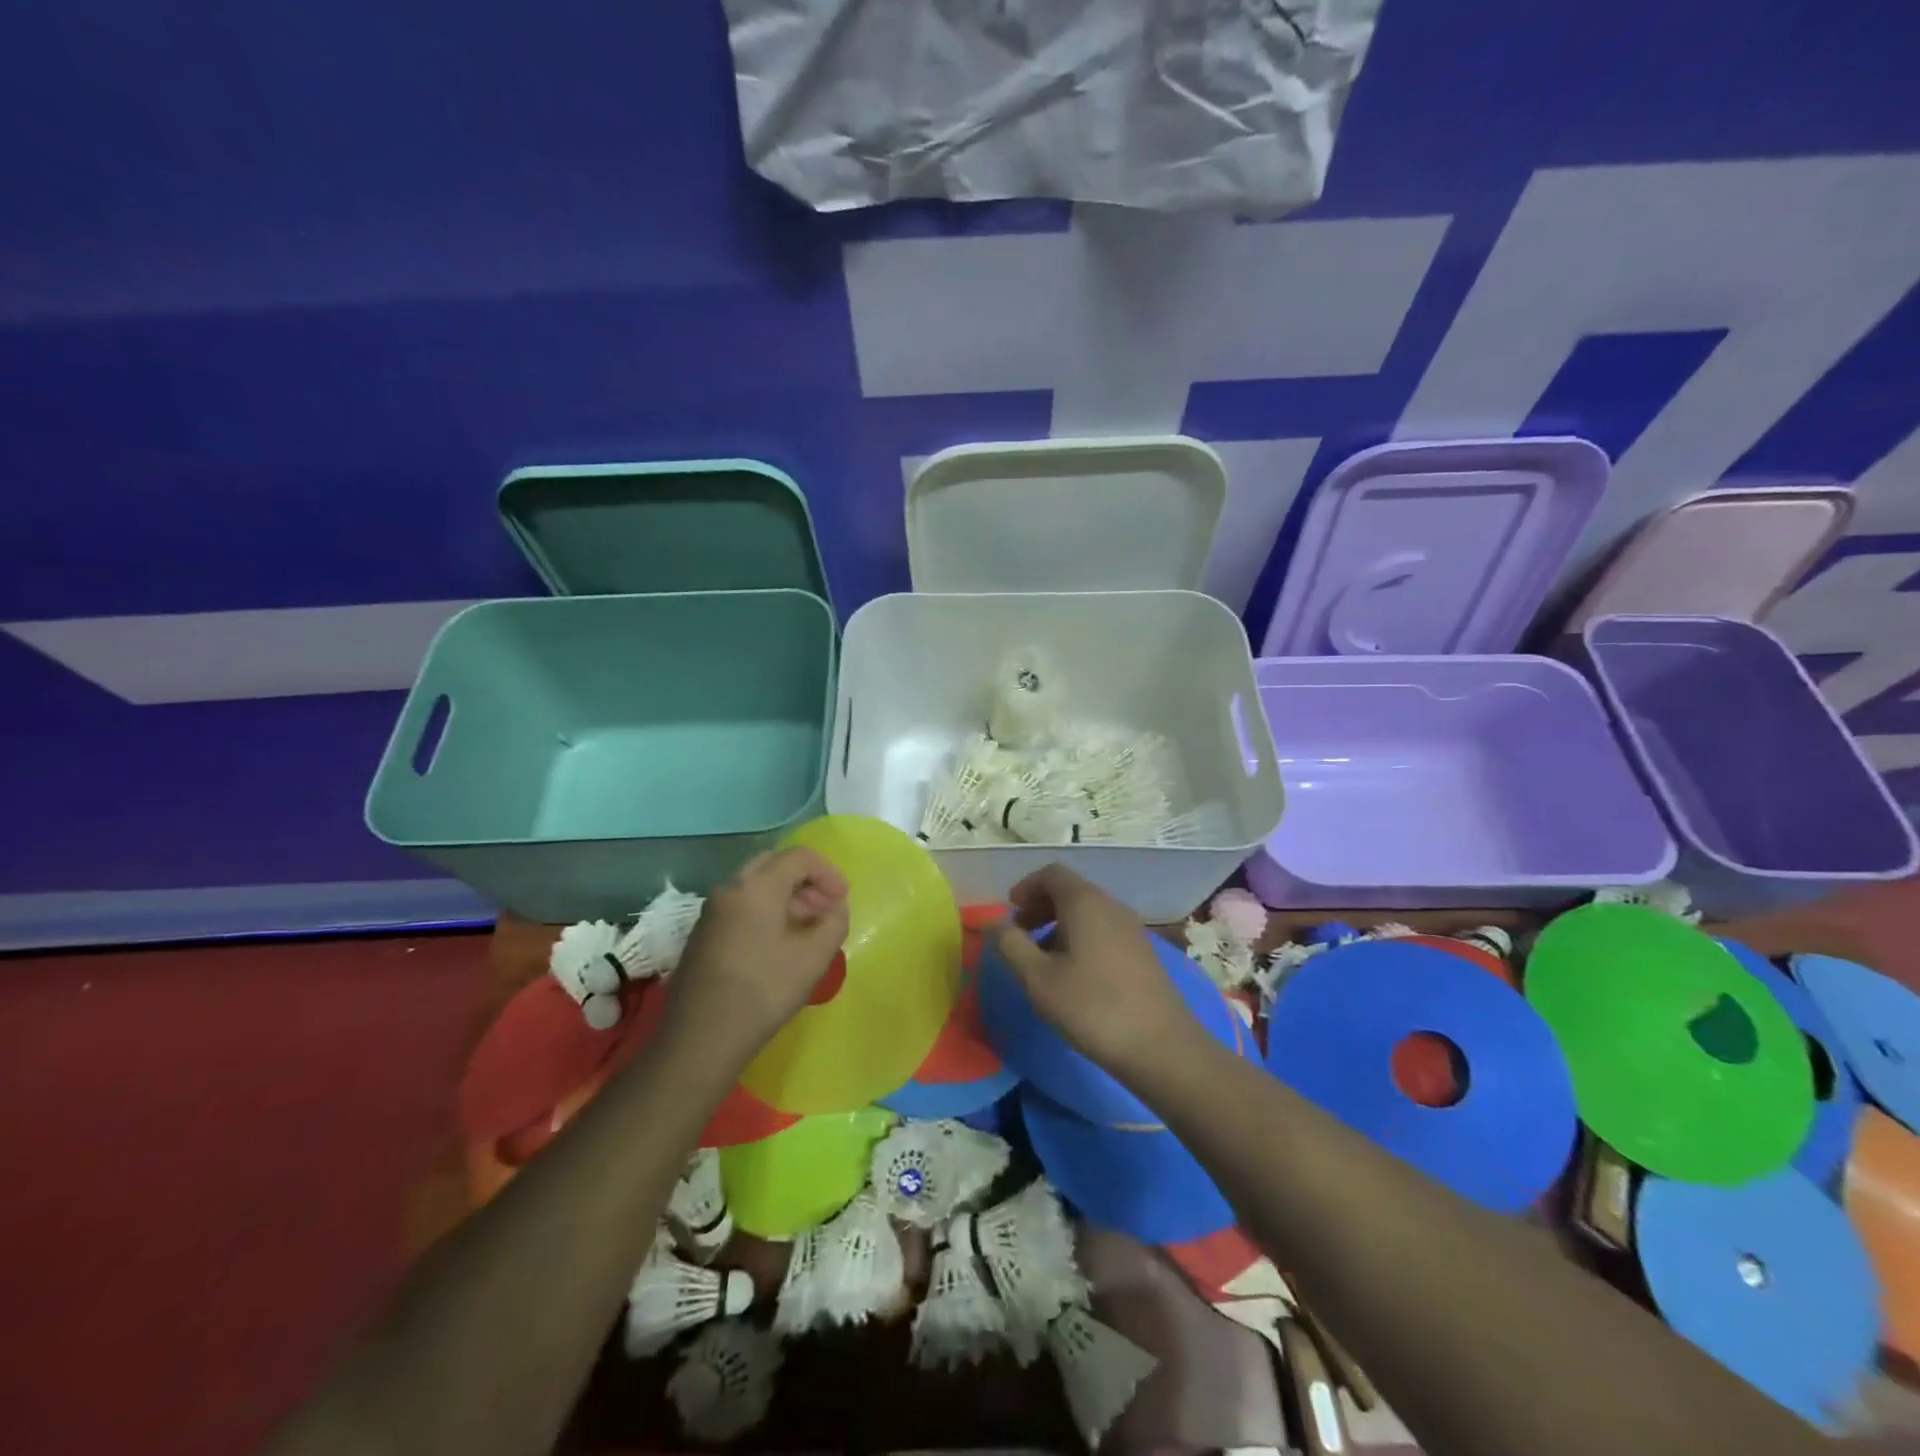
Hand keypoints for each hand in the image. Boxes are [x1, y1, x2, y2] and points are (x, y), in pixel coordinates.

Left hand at [666, 847, 850, 1055]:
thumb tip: (836, 908)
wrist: (701, 1037)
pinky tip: (780, 943)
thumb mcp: (814, 957)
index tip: (843, 900)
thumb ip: (834, 923)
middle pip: (775, 864)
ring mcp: (712, 910)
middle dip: (807, 881)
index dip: (828, 872)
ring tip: (809, 927)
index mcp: (757, 886)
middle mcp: (730, 888)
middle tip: (826, 908)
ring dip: (788, 896)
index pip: (799, 857)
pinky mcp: (703, 932)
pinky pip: (742, 904)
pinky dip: (767, 909)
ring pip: (756, 885)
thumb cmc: (763, 991)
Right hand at [987, 864, 1197, 1078]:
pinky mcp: (1142, 953)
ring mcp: (1131, 929)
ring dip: (1059, 925)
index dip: (1026, 887)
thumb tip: (995, 924)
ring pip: (1087, 912)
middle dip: (1040, 907)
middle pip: (1070, 891)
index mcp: (1085, 902)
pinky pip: (1103, 931)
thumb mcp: (1038, 979)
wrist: (1161, 1046)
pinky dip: (1080, 939)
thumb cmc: (1092, 1007)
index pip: (1052, 873)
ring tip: (1042, 960)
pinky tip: (1073, 975)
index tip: (1009, 913)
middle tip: (1020, 936)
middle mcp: (1111, 906)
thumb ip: (1011, 945)